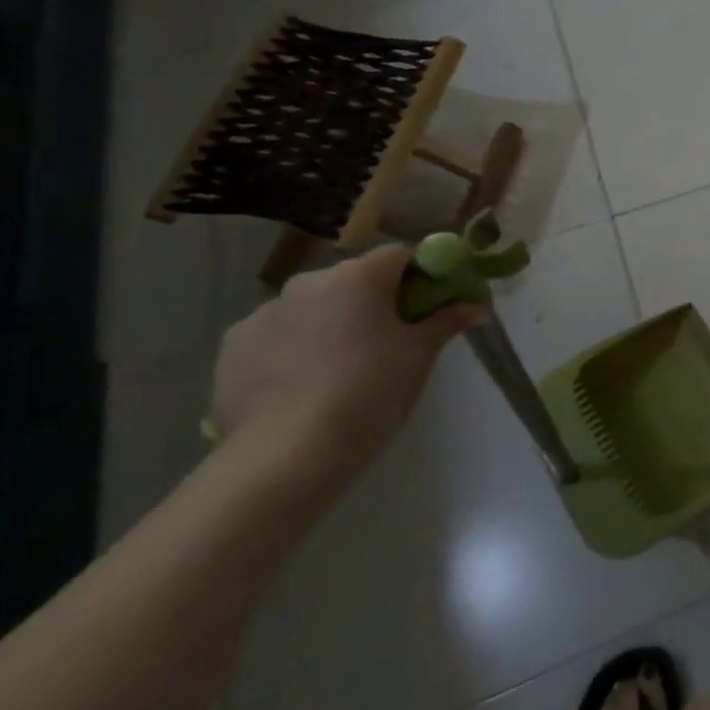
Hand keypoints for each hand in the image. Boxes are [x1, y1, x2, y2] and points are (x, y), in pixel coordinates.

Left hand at [210, 246, 478, 487]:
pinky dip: (294, 349)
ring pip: (314, 308)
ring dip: (332, 324)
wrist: (287, 454)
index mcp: (358, 276)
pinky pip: (278, 336)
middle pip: (355, 280)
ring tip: (342, 369)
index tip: (432, 307)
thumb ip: (448, 320)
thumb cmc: (371, 390)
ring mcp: (263, 313)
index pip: (401, 255)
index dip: (422, 276)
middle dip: (375, 302)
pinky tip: (303, 385)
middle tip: (392, 341)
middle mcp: (308, 282)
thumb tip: (477, 305)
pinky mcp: (232, 348)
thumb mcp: (421, 354)